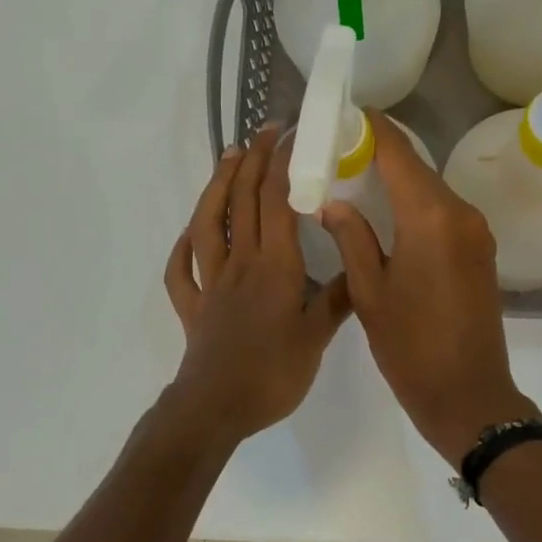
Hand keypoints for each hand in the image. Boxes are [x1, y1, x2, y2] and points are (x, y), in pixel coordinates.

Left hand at [164, 126, 350, 443]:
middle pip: (242, 202)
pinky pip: (181, 270)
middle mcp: (240, 263)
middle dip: (254, 161)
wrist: (216, 408)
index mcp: (274, 266)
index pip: (278, 202)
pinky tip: (189, 234)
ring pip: (208, 224)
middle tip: (265, 132)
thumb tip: (360, 268)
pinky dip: (183, 247)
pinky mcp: (193, 305)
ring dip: (216, 186)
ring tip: (227, 158)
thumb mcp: (318, 337)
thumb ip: (338, 299)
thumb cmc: (273, 373)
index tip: (292, 136)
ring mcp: (211, 282)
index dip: (283, 164)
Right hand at [321, 113, 536, 463]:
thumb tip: (333, 202)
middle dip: (380, 152)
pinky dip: (416, 204)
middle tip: (339, 149)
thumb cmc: (410, 346)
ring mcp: (477, 231)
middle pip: (417, 167)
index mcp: (431, 217)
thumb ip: (351, 236)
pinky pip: (444, 212)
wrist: (469, 395)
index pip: (399, 152)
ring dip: (398, 179)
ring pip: (431, 189)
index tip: (345, 113)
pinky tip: (388, 211)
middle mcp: (461, 213)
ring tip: (356, 176)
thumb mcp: (369, 291)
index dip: (372, 128)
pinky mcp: (482, 250)